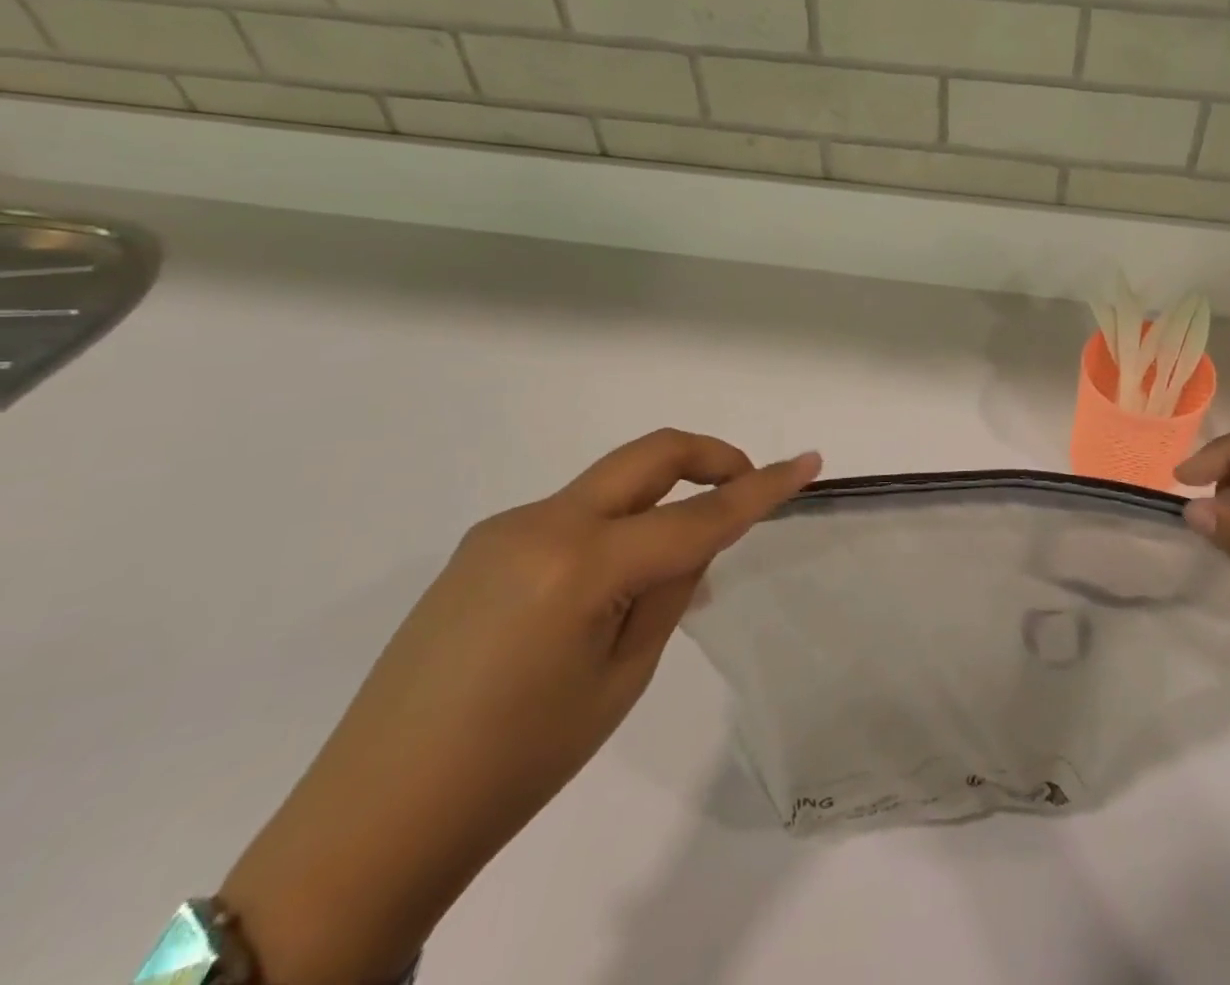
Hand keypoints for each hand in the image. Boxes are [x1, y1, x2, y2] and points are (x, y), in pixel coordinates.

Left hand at [222, 431, 820, 984]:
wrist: (371, 823)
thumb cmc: (517, 764)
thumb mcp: (621, 680)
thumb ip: (669, 591)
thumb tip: (695, 540)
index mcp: (582, 565)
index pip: (698, 516)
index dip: (761, 487)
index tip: (808, 461)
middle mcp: (542, 524)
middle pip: (648, 455)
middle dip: (710, 457)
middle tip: (746, 482)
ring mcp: (504, 529)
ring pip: (610, 486)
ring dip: (657, 502)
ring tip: (667, 570)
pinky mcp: (481, 546)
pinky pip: (571, 516)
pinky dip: (612, 529)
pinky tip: (603, 591)